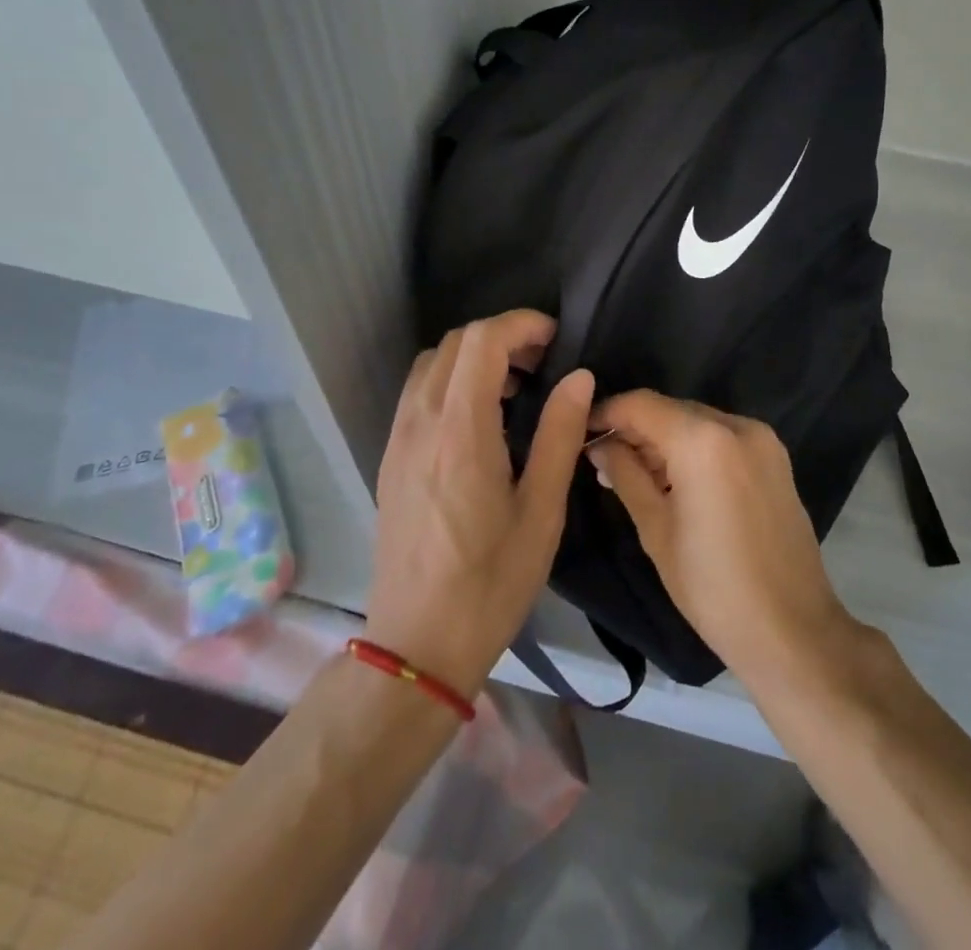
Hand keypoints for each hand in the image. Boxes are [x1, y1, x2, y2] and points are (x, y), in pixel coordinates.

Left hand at [365, 311, 593, 699]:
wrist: (416, 645)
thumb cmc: (489, 583)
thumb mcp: (541, 511)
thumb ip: (560, 434)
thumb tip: (579, 376)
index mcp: (460, 431)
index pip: (482, 341)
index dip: (522, 324)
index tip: (557, 340)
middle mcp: (420, 422)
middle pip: (455, 343)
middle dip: (501, 336)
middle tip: (543, 363)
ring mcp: (398, 439)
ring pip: (432, 364)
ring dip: (474, 357)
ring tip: (516, 389)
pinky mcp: (391, 458)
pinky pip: (418, 393)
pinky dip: (452, 382)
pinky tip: (482, 420)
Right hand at [587, 391, 855, 686]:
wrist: (792, 631)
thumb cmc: (712, 586)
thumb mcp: (656, 530)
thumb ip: (625, 475)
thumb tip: (600, 446)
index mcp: (703, 440)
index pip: (642, 404)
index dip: (607, 413)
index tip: (580, 433)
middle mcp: (736, 426)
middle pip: (672, 410)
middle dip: (636, 430)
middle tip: (604, 462)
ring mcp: (763, 441)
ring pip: (698, 423)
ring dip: (665, 441)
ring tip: (635, 477)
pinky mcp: (776, 460)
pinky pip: (723, 439)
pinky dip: (695, 450)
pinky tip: (675, 482)